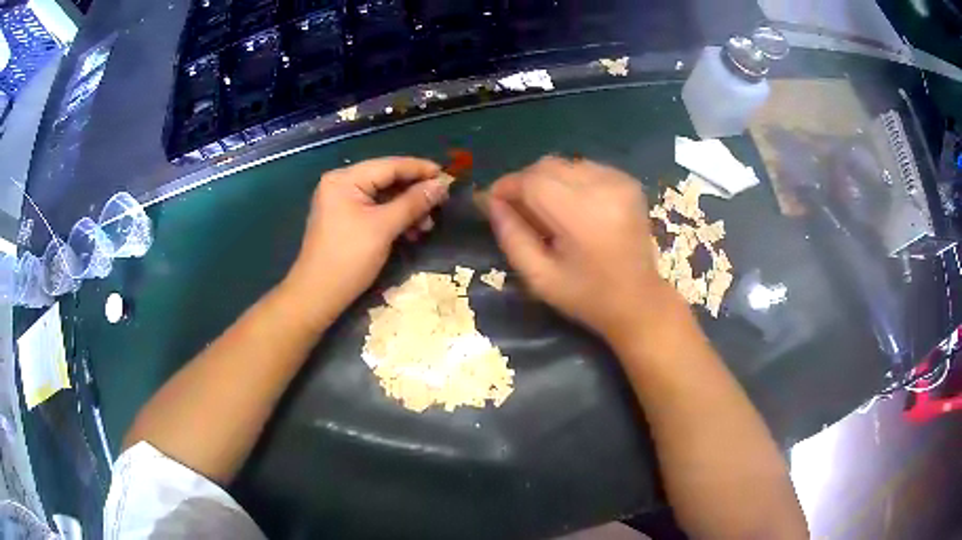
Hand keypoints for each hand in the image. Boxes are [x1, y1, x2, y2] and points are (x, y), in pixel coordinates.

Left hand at [285, 157, 447, 319]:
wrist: (317, 295)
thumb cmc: (348, 259)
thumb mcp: (383, 228)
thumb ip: (413, 203)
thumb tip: (442, 185)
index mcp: (345, 179)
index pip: (390, 165)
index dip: (420, 169)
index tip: (448, 175)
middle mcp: (341, 184)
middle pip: (386, 179)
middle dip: (415, 193)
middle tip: (442, 203)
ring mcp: (341, 202)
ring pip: (383, 197)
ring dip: (407, 209)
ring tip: (428, 225)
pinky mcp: (345, 220)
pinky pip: (375, 211)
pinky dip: (394, 218)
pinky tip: (411, 232)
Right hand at [488, 157, 683, 345]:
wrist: (639, 301)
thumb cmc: (587, 297)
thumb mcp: (539, 277)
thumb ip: (511, 236)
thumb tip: (491, 202)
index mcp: (582, 214)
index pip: (532, 181)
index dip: (506, 187)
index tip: (490, 202)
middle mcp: (603, 187)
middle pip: (547, 166)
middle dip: (524, 183)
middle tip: (516, 210)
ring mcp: (619, 181)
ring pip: (564, 165)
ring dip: (546, 181)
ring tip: (545, 212)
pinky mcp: (627, 181)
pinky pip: (584, 169)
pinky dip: (568, 182)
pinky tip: (570, 208)